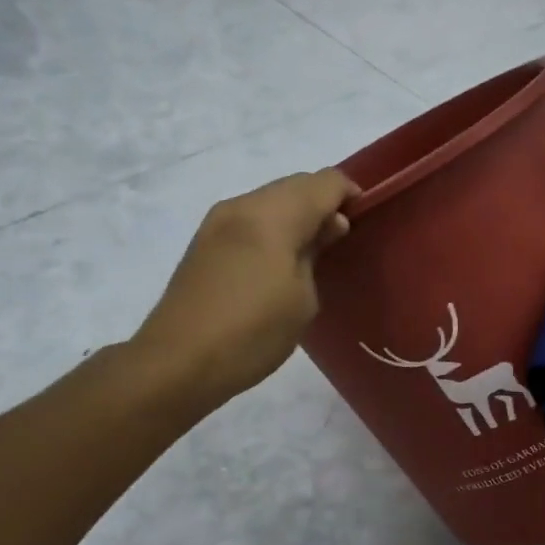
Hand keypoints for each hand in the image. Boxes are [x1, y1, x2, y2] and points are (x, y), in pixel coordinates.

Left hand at [129, 168, 358, 415]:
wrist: (178, 362)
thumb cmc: (253, 333)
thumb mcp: (303, 299)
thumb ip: (317, 252)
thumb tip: (328, 226)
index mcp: (272, 215)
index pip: (324, 182)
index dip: (350, 195)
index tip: (365, 221)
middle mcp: (242, 205)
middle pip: (294, 186)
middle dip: (323, 203)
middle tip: (340, 241)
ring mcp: (217, 222)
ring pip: (270, 200)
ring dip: (296, 216)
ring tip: (312, 254)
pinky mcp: (204, 242)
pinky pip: (249, 220)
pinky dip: (272, 229)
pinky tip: (278, 262)